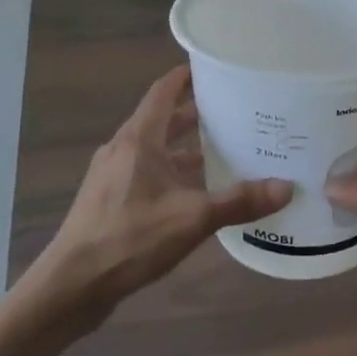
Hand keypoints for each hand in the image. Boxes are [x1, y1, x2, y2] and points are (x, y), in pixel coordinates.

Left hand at [29, 67, 291, 324]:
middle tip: (233, 110)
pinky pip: (146, 173)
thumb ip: (239, 201)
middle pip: (162, 119)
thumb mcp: (192, 218)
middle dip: (195, 113)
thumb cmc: (130, 238)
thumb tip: (286, 187)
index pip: (164, 91)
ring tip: (222, 149)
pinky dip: (171, 172)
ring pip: (154, 149)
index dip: (186, 76)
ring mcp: (112, 175)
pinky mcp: (108, 200)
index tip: (215, 68)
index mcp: (139, 139)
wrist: (70, 287)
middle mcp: (123, 149)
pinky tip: (194, 192)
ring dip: (184, 147)